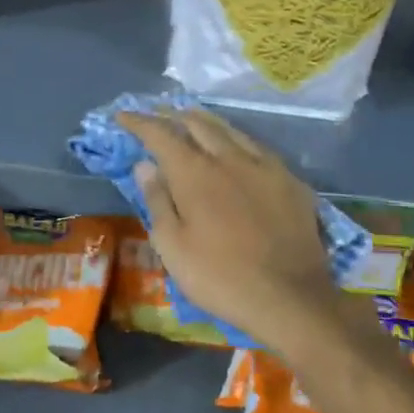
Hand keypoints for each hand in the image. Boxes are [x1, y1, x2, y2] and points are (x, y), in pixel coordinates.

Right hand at [117, 107, 348, 359]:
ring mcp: (264, 166)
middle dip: (172, 115)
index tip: (123, 115)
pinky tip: (236, 147)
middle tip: (157, 115)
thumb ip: (158, 200)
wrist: (290, 298)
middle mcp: (229, 158)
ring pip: (230, 130)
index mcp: (194, 172)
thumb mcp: (173, 246)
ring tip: (191, 119)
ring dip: (205, 121)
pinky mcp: (290, 180)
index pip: (160, 134)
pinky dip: (236, 139)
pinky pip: (257, 147)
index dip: (139, 122)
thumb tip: (145, 165)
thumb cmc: (219, 277)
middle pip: (197, 123)